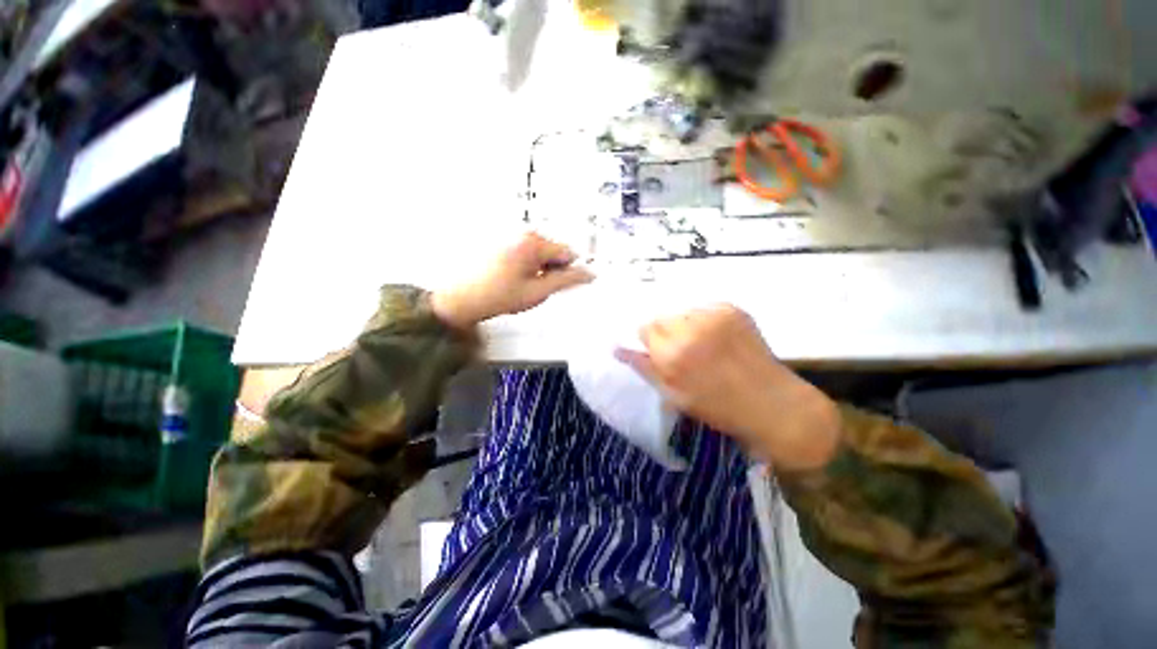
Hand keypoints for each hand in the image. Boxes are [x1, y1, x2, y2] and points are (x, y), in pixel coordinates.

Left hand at [431, 232, 593, 328]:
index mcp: (533, 242)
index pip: (568, 253)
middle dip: (551, 269)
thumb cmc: (496, 296)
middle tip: (534, 287)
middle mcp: (522, 232)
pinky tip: (511, 277)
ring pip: (540, 252)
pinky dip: (526, 264)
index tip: (554, 285)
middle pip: (554, 250)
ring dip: (538, 268)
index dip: (566, 272)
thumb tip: (589, 274)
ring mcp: (510, 235)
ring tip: (520, 283)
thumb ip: (566, 281)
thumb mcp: (537, 292)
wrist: (460, 299)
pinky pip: (526, 251)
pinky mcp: (502, 240)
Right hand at [617, 305, 840, 469]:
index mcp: (672, 353)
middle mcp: (690, 328)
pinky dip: (705, 321)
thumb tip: (617, 348)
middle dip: (667, 332)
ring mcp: (714, 315)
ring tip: (704, 345)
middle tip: (684, 351)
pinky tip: (719, 339)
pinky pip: (704, 309)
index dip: (652, 342)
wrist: (772, 403)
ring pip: (683, 312)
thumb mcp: (673, 394)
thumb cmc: (718, 407)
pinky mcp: (732, 309)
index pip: (645, 328)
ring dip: (685, 325)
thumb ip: (644, 367)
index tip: (663, 354)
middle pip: (663, 317)